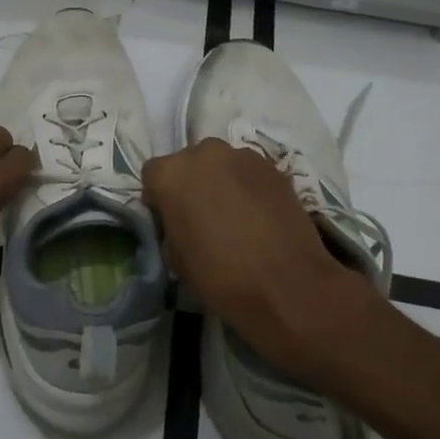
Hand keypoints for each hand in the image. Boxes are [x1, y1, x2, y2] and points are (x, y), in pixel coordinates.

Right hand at [142, 138, 370, 385]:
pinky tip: (258, 218)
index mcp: (171, 173)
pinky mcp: (273, 168)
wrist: (286, 284)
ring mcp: (242, 156)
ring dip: (221, 183)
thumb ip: (170, 227)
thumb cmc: (219, 275)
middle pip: (189, 163)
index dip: (159, 198)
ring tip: (234, 218)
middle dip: (191, 184)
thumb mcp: (174, 258)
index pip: (153, 175)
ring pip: (221, 165)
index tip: (169, 220)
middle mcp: (204, 153)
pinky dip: (249, 188)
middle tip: (202, 217)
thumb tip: (180, 222)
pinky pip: (249, 173)